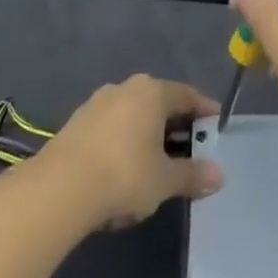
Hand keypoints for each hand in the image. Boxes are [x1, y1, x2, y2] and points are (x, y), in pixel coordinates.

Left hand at [35, 75, 224, 230]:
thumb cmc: (124, 174)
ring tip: (156, 161)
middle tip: (190, 148)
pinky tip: (124, 168)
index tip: (216, 125)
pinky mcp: (75, 124)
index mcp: (152, 91)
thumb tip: (219, 175)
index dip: (204, 110)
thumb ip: (192, 175)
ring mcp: (97, 104)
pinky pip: (111, 128)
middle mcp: (125, 88)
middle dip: (175, 125)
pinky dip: (124, 142)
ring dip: (147, 134)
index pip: (187, 95)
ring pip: (133, 115)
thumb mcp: (165, 180)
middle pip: (159, 103)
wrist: (58, 189)